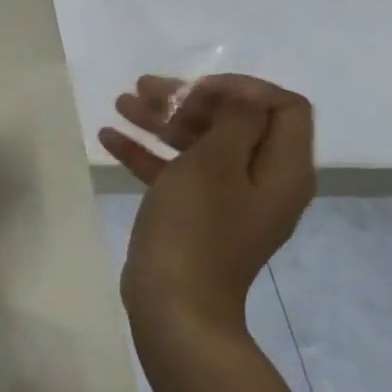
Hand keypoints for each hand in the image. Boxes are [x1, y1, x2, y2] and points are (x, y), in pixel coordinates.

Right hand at [98, 74, 316, 337]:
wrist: (174, 304)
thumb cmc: (196, 227)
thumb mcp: (216, 163)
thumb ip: (235, 120)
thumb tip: (242, 96)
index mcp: (282, 169)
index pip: (282, 107)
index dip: (241, 88)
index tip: (195, 87)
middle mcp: (262, 181)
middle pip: (235, 122)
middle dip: (189, 100)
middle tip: (145, 89)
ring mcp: (228, 201)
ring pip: (199, 146)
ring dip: (162, 121)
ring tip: (120, 103)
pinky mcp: (195, 216)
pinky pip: (176, 173)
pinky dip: (147, 153)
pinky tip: (108, 138)